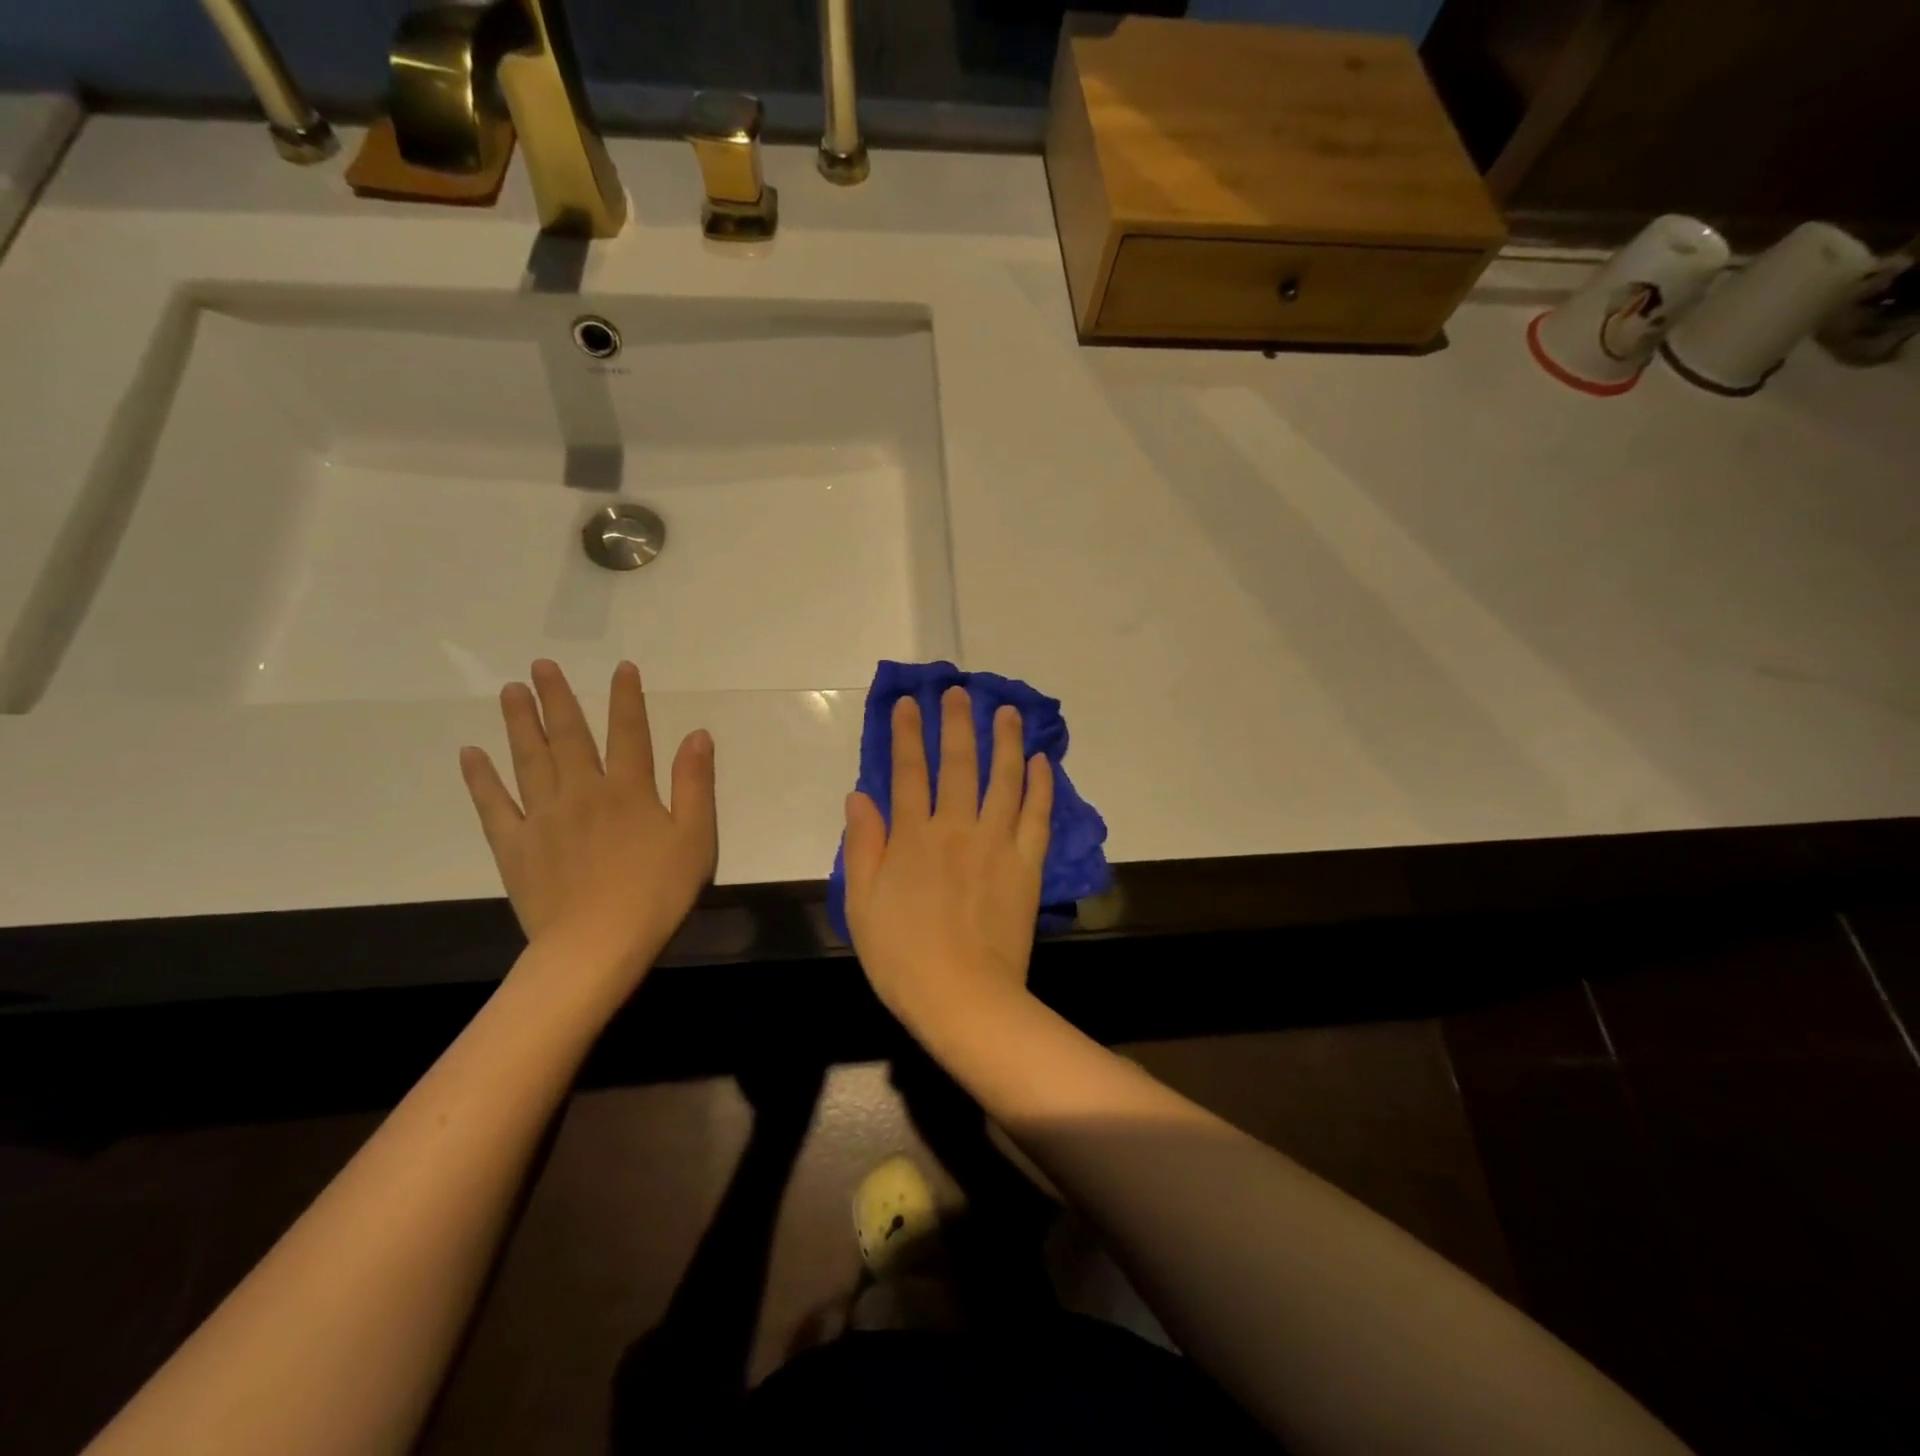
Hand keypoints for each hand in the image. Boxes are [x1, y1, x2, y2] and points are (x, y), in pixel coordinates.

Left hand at [459, 660, 716, 995]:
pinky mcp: (515, 846)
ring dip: (520, 723)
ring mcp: (543, 818)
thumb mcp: (695, 838)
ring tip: (510, 692)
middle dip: (558, 698)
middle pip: (569, 736)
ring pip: (529, 760)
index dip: (626, 698)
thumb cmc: (656, 893)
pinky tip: (471, 754)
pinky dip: (481, 778)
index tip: (621, 668)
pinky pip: (494, 805)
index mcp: (629, 790)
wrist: (595, 946)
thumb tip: (697, 735)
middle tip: (541, 666)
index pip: (629, 733)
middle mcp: (583, 792)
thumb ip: (695, 784)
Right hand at [842, 687, 1052, 1029]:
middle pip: (958, 764)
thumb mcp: (862, 903)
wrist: (963, 996)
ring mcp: (997, 843)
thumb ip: (862, 845)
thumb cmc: (902, 956)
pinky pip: (1037, 815)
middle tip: (959, 691)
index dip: (908, 734)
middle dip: (956, 723)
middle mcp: (956, 828)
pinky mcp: (1027, 864)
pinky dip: (1041, 785)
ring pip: (1003, 779)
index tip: (910, 703)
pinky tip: (1042, 761)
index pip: (908, 772)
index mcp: (912, 837)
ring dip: (1005, 740)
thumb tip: (859, 795)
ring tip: (1006, 711)